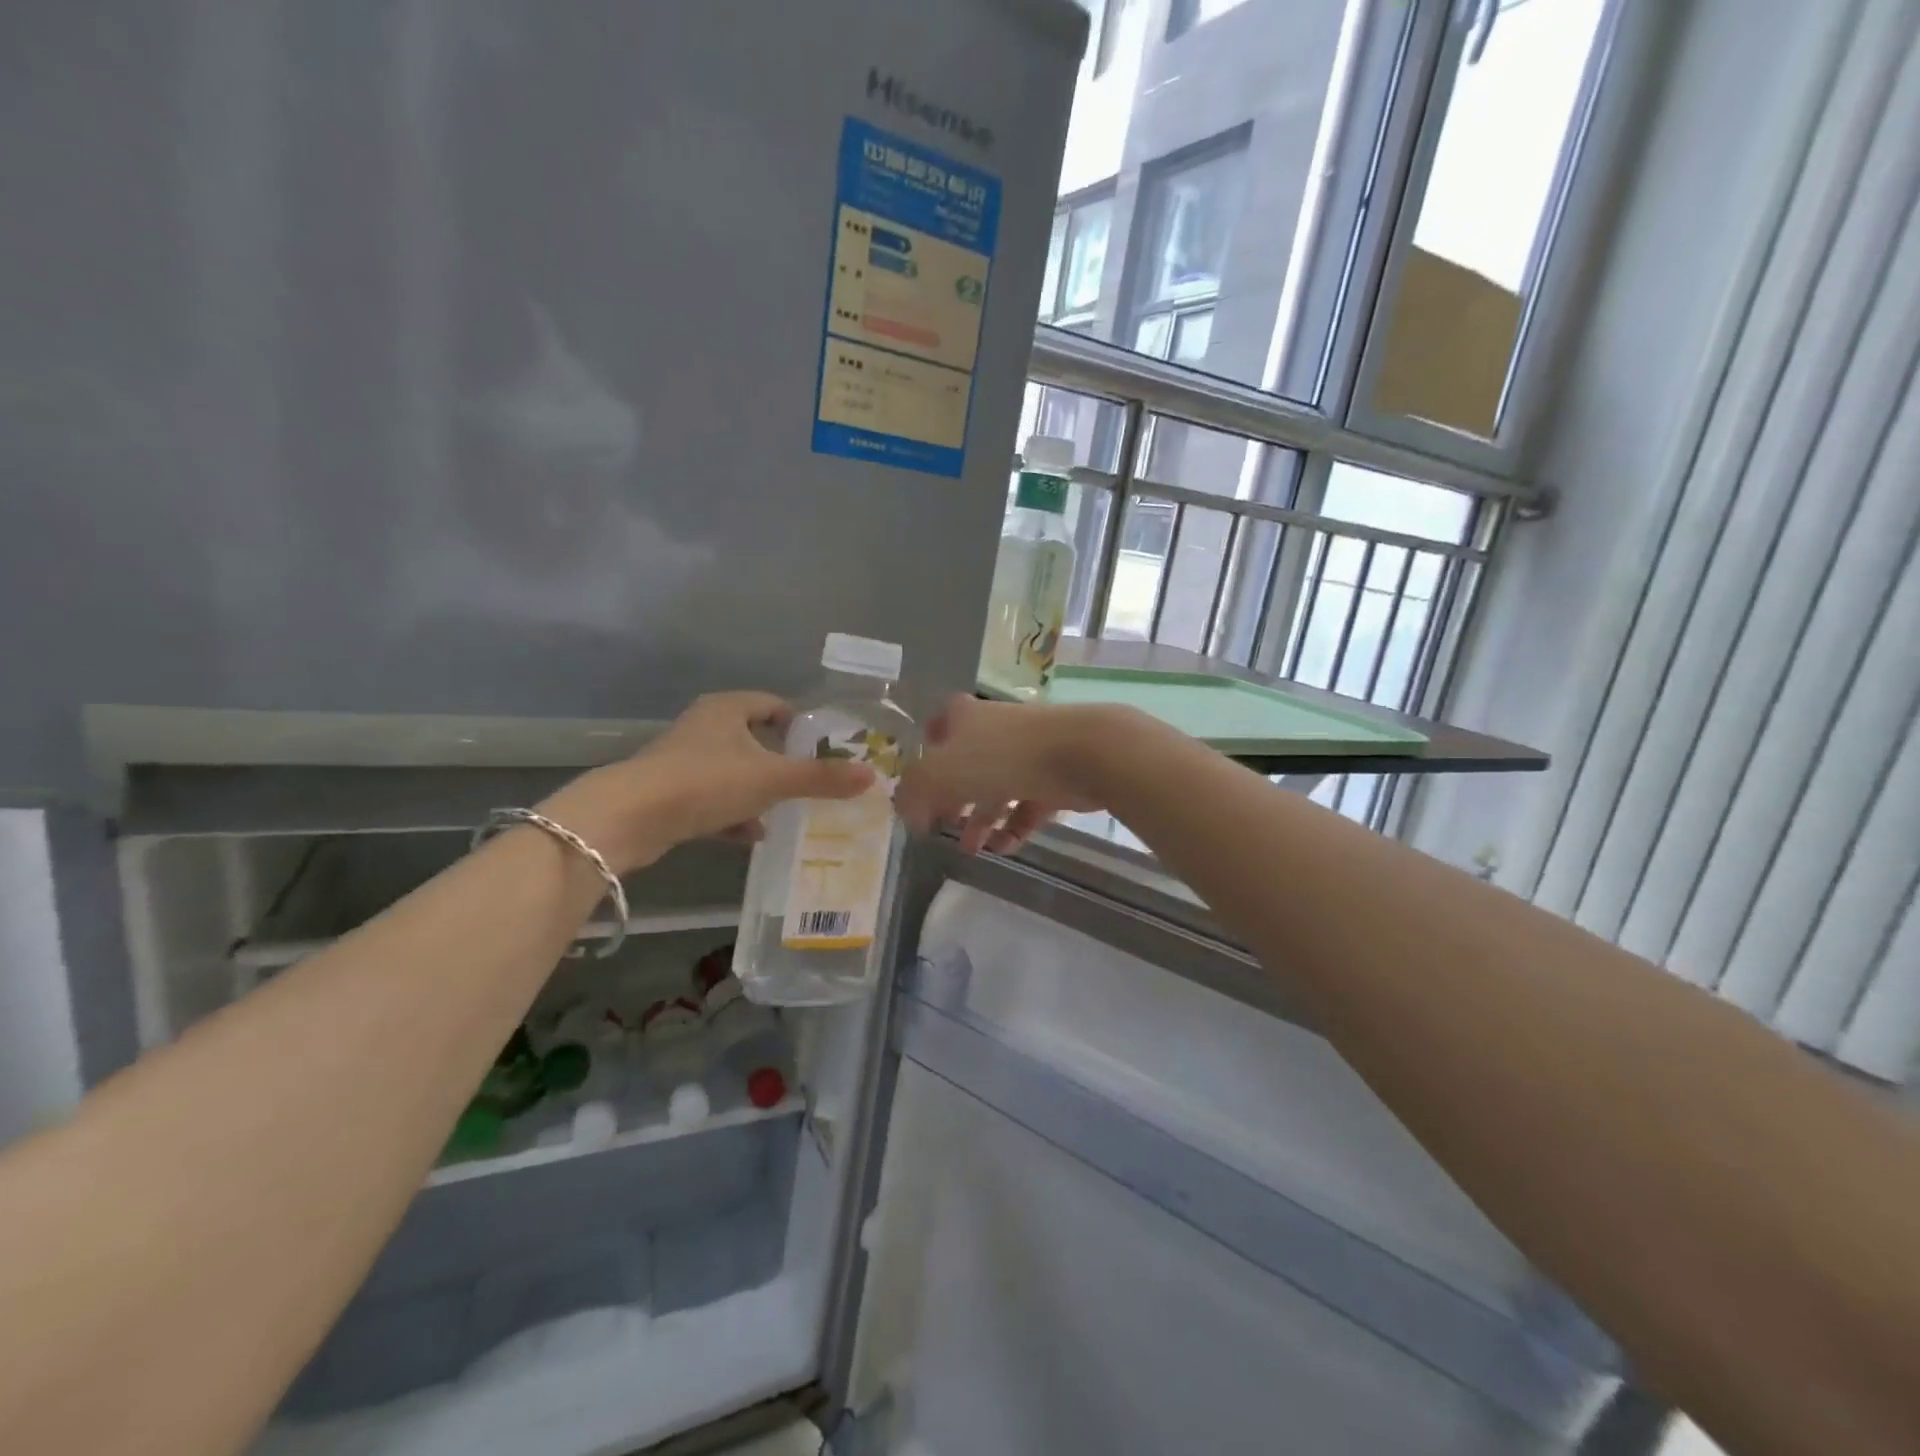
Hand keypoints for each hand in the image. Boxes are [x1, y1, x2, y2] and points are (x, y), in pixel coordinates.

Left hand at [539, 692, 873, 871]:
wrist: (630, 818)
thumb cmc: (706, 782)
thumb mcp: (772, 779)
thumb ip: (821, 778)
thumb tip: (871, 776)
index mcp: (726, 709)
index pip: (773, 704)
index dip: (799, 723)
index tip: (822, 748)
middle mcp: (703, 727)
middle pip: (754, 740)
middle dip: (781, 763)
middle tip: (810, 784)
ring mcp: (682, 761)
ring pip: (733, 773)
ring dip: (758, 794)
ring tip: (785, 815)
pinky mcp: (669, 793)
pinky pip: (713, 799)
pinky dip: (733, 815)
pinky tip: (750, 836)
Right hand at [895, 695, 1112, 854]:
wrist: (1081, 753)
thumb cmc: (1001, 757)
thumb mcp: (940, 773)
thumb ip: (913, 793)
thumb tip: (906, 813)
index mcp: (964, 718)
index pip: (937, 727)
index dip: (926, 755)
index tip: (920, 785)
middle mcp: (994, 730)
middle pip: (965, 765)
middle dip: (952, 799)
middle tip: (942, 826)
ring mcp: (1026, 753)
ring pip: (996, 789)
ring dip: (981, 820)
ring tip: (972, 850)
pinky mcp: (1052, 777)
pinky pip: (1026, 806)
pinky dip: (1013, 827)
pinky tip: (1003, 849)